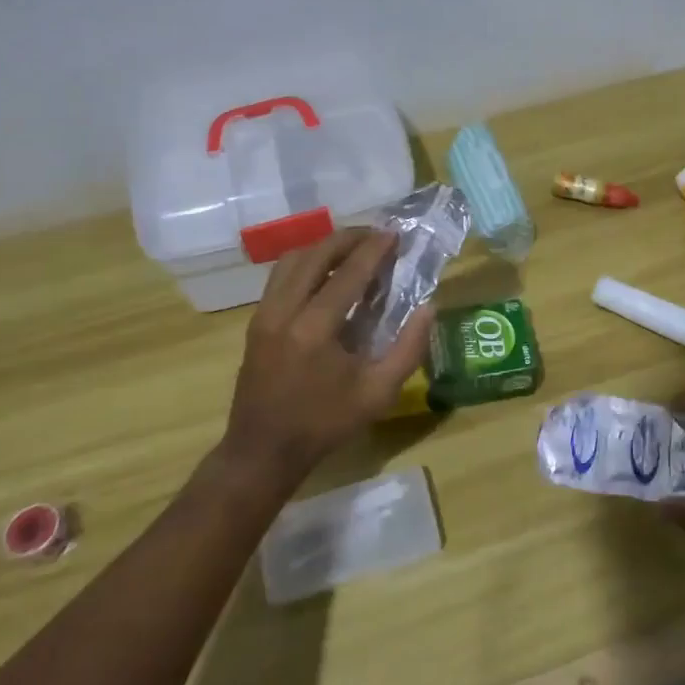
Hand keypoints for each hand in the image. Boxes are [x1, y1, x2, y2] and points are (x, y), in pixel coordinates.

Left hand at [221, 228, 434, 487]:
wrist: (263, 451)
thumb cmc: (325, 425)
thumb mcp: (378, 394)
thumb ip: (409, 349)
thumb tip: (428, 308)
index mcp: (315, 328)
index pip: (349, 273)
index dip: (374, 249)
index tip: (395, 234)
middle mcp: (285, 310)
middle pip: (316, 254)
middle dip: (348, 238)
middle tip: (376, 236)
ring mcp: (265, 313)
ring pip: (293, 259)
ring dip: (324, 247)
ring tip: (352, 249)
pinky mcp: (256, 320)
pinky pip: (280, 276)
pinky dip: (306, 263)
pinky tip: (325, 273)